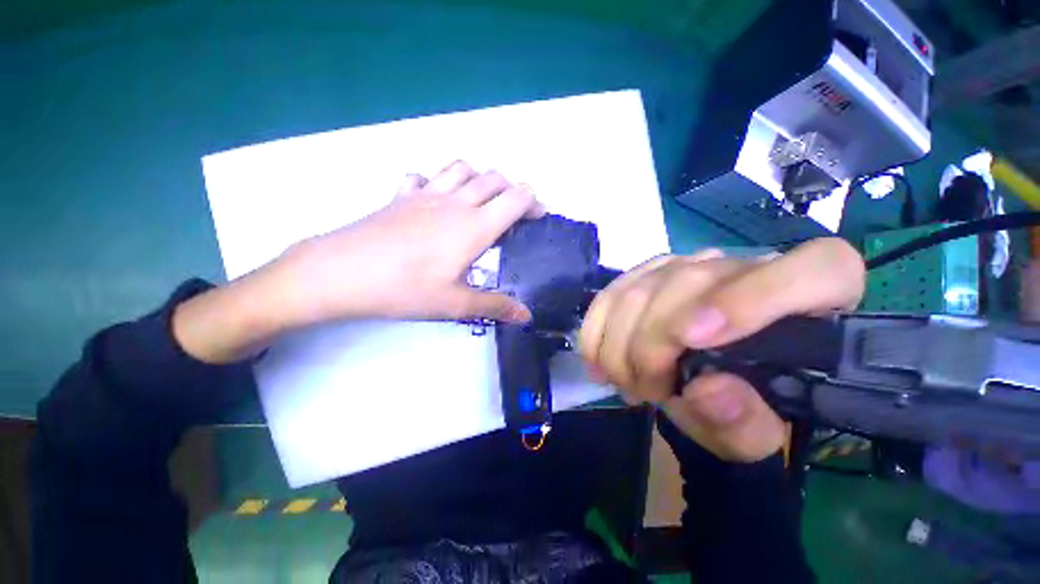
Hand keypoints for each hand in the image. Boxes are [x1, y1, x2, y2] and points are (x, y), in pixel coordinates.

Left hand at [276, 160, 543, 325]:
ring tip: (480, 201)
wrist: (341, 273)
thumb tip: (526, 315)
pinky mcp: (401, 195)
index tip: (538, 216)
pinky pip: (424, 176)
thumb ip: (495, 305)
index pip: (516, 198)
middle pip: (494, 178)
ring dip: (479, 178)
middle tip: (513, 213)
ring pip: (463, 168)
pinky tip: (434, 200)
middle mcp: (455, 202)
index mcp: (474, 226)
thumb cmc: (405, 289)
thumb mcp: (456, 304)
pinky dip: (436, 181)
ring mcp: (426, 193)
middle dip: (512, 189)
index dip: (533, 202)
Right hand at [579, 239, 864, 461]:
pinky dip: (597, 328)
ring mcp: (690, 263)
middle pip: (690, 284)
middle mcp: (748, 266)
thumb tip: (709, 390)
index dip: (750, 299)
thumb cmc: (743, 405)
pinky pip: (612, 292)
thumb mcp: (754, 433)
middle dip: (653, 344)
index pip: (815, 270)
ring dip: (620, 342)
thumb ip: (746, 422)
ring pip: (641, 288)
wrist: (705, 380)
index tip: (694, 340)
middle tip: (646, 389)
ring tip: (626, 381)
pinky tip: (598, 359)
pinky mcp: (648, 271)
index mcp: (813, 299)